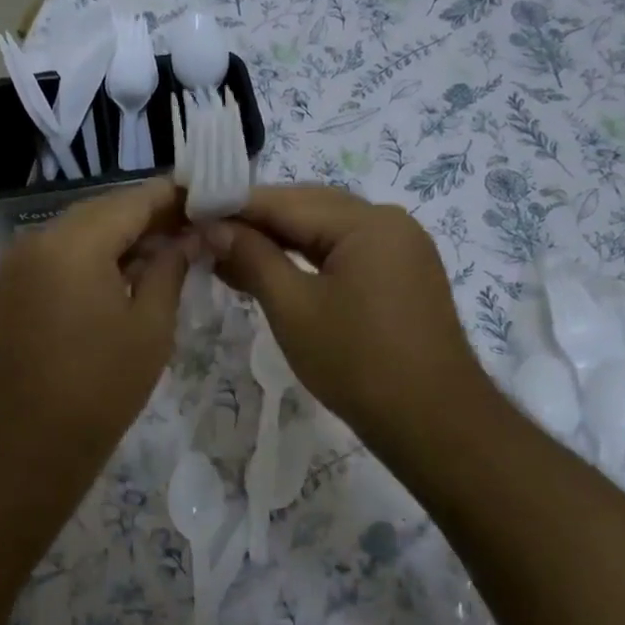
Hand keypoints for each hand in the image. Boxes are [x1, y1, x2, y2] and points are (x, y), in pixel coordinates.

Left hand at [0, 179, 189, 480]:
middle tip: (194, 226)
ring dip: (122, 234)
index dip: (173, 196)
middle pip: (104, 209)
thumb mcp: (150, 327)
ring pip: (81, 229)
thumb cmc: (99, 388)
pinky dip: (95, 253)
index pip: (132, 200)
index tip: (208, 198)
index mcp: (73, 243)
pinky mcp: (14, 283)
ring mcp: (20, 260)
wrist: (25, 445)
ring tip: (170, 248)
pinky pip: (61, 251)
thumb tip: (190, 236)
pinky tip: (129, 269)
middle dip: (149, 215)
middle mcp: (39, 238)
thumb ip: (170, 268)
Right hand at [203, 186, 495, 462]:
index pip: (285, 201)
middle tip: (206, 237)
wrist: (433, 423)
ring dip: (278, 240)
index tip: (191, 214)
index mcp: (366, 221)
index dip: (234, 206)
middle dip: (255, 222)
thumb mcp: (293, 308)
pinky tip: (272, 270)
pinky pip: (344, 251)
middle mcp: (388, 221)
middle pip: (307, 208)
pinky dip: (306, 258)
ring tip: (229, 255)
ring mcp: (400, 247)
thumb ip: (252, 258)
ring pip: (325, 230)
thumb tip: (214, 227)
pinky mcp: (401, 273)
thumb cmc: (357, 363)